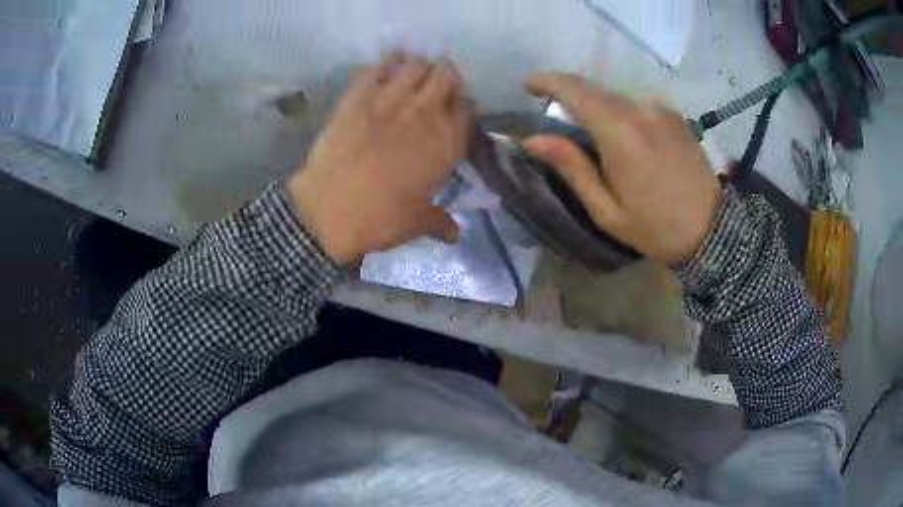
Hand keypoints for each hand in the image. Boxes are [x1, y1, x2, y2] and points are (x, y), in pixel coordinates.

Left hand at [285, 54, 471, 263]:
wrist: (328, 212)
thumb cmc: (380, 219)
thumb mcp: (417, 223)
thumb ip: (441, 221)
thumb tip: (456, 234)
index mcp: (445, 143)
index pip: (467, 109)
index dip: (463, 107)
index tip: (455, 114)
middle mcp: (424, 113)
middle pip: (447, 76)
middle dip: (447, 78)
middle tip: (437, 88)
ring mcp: (388, 100)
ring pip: (416, 65)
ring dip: (420, 68)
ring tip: (415, 77)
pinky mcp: (356, 97)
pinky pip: (377, 68)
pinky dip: (386, 63)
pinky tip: (388, 66)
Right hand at [522, 73, 721, 263]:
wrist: (712, 230)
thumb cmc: (655, 227)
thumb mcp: (606, 209)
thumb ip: (572, 167)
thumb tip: (533, 139)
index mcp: (621, 133)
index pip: (575, 89)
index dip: (547, 81)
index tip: (529, 87)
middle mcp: (641, 110)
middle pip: (594, 88)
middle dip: (569, 95)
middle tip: (557, 118)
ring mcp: (661, 109)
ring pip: (615, 95)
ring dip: (597, 106)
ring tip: (595, 136)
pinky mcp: (674, 115)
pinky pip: (636, 104)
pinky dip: (620, 112)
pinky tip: (626, 139)